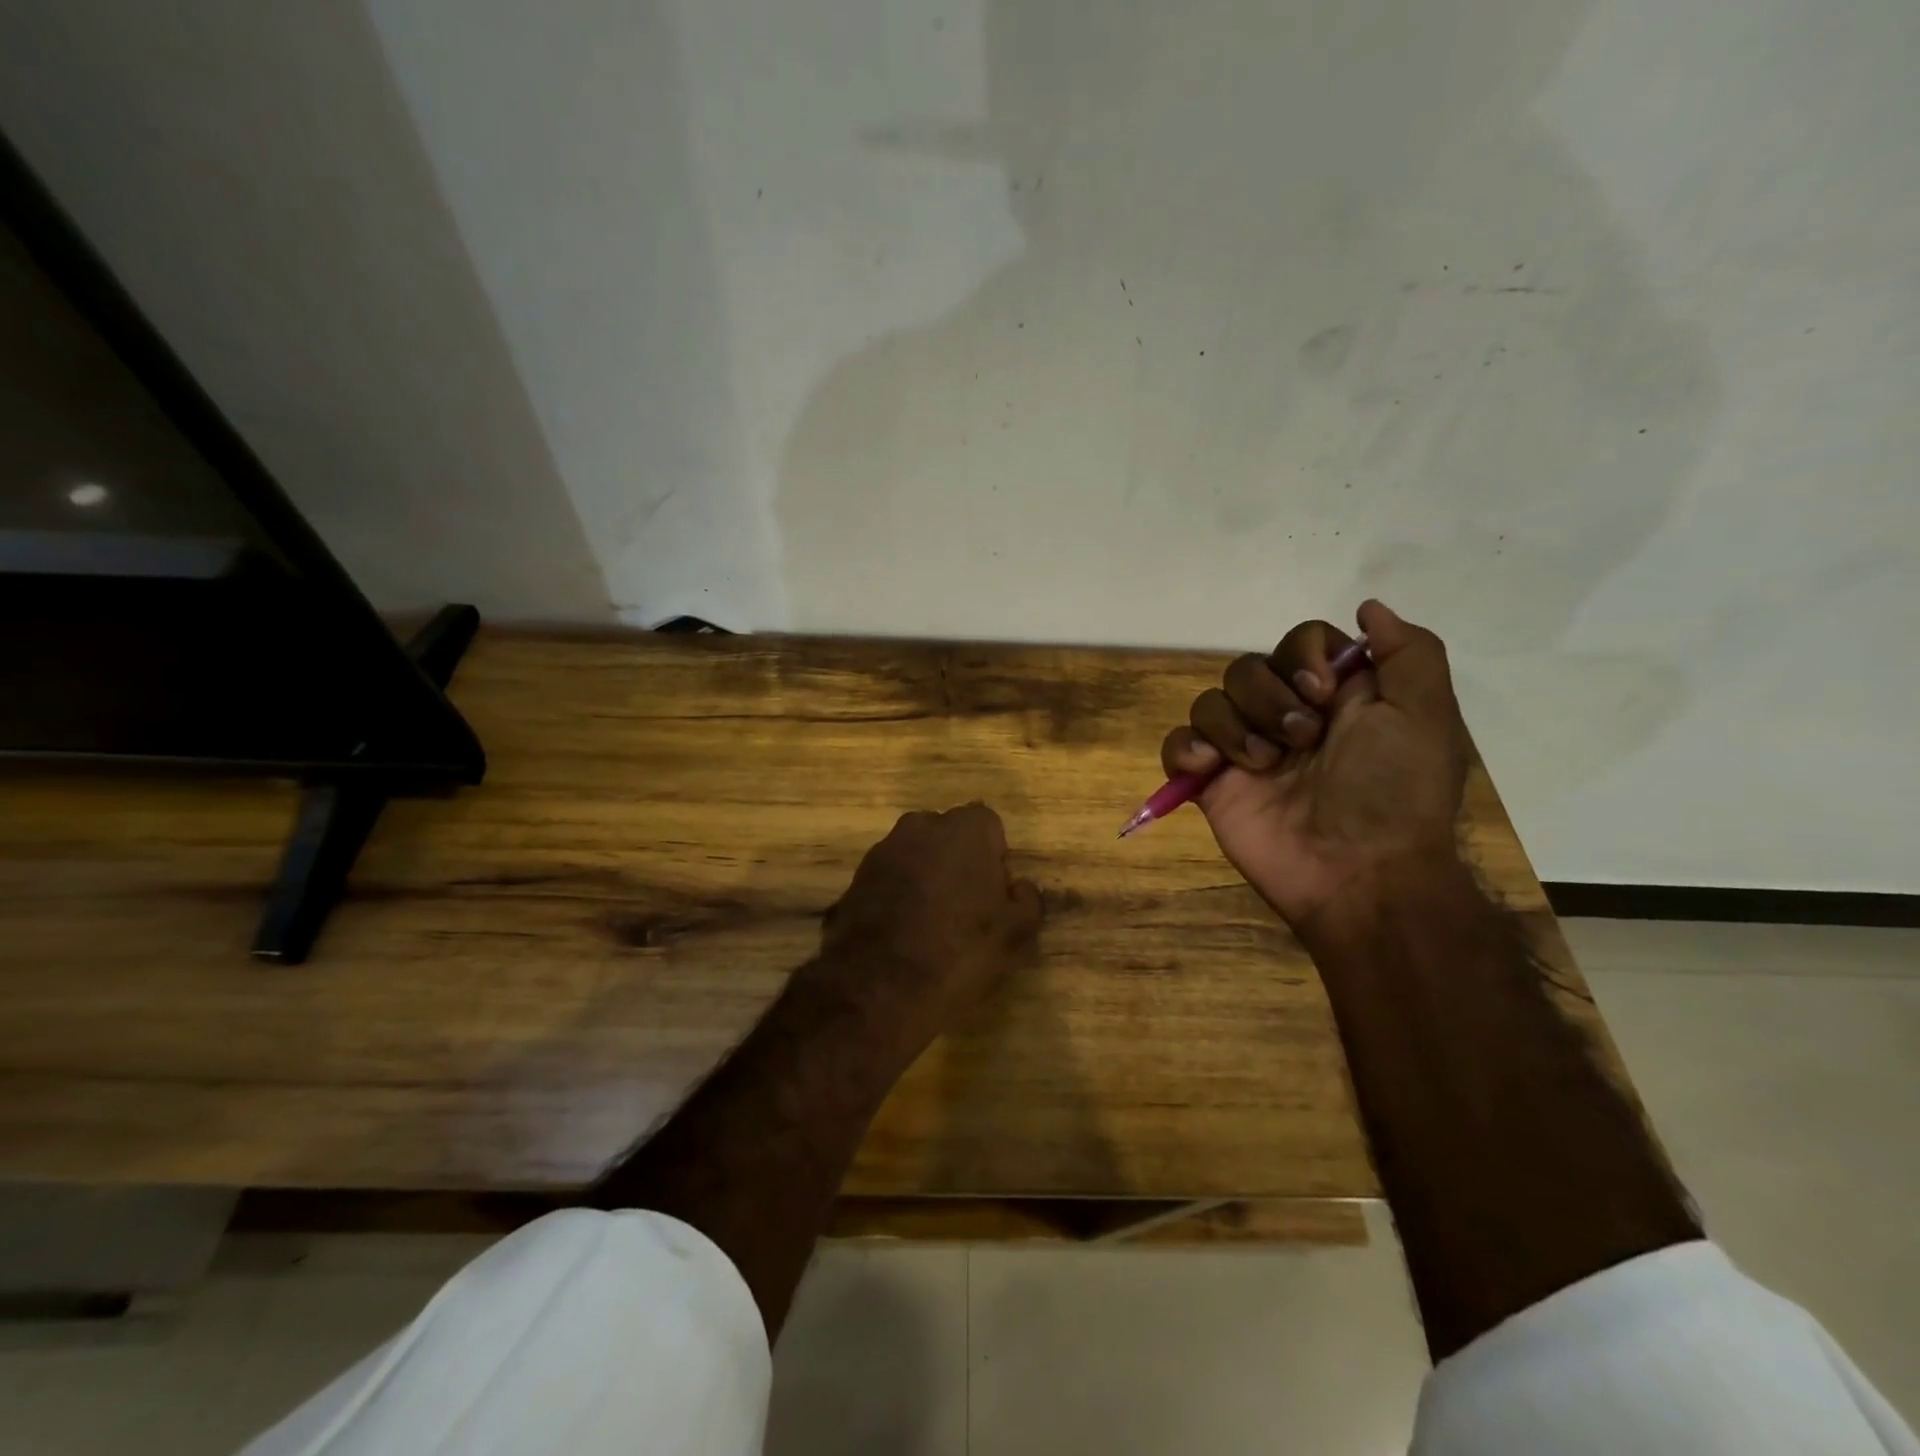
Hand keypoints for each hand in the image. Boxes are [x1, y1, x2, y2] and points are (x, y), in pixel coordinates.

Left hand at [802, 803, 1042, 1059]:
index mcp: (965, 829)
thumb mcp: (1016, 934)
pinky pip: (890, 878)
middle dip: (960, 863)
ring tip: (933, 926)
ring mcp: (883, 850)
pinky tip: (904, 934)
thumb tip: (1020, 887)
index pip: (990, 827)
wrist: (878, 986)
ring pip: (918, 856)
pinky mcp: (856, 878)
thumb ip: (1027, 900)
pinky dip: (899, 896)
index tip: (995, 896)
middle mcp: (921, 827)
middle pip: (950, 837)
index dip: (996, 860)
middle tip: (968, 910)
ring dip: (927, 879)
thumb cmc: (960, 951)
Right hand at [1161, 600, 1469, 933]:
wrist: (1358, 875)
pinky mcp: (1211, 782)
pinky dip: (1187, 750)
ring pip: (1210, 700)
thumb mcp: (1425, 716)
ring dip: (1235, 727)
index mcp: (1337, 697)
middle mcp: (1287, 716)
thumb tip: (1369, 608)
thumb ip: (1409, 652)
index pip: (1300, 641)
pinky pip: (1178, 743)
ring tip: (1264, 766)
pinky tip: (1211, 771)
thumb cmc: (1394, 793)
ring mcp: (1245, 750)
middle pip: (1249, 667)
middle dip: (1270, 698)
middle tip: (1301, 740)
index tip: (1322, 692)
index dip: (1303, 656)